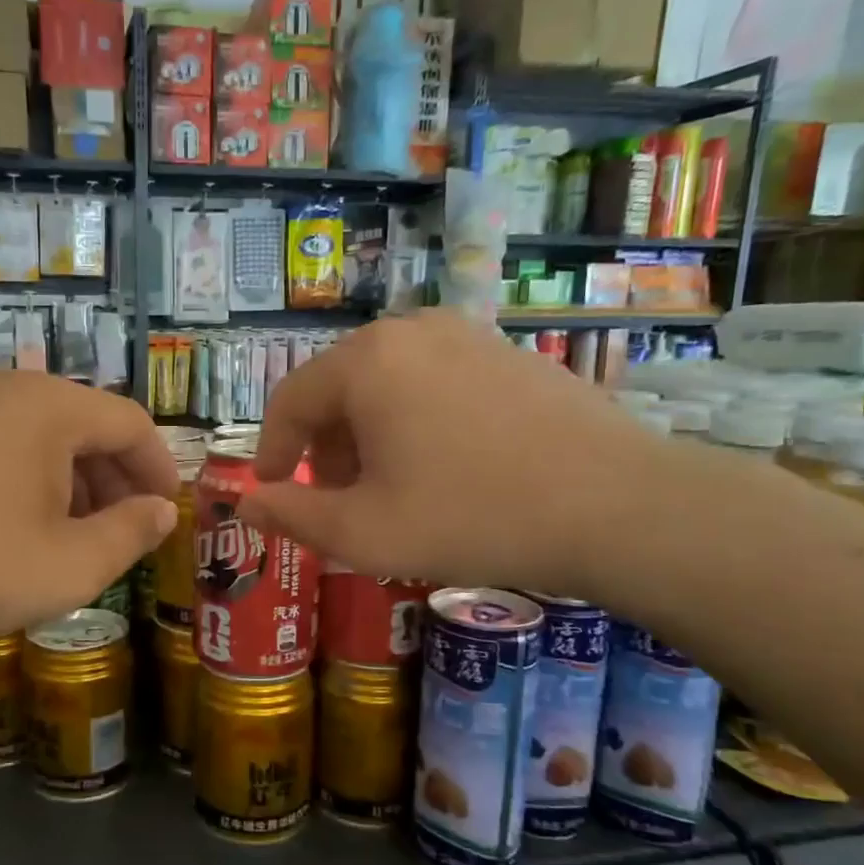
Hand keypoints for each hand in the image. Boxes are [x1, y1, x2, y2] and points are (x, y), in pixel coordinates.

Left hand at [0, 372, 178, 641]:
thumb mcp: (70, 564)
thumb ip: (130, 534)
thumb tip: (161, 512)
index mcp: (52, 407)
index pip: (131, 423)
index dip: (159, 468)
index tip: (168, 511)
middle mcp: (11, 391)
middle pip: (89, 425)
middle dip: (118, 478)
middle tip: (129, 529)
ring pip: (47, 436)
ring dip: (77, 482)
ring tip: (80, 536)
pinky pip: (8, 445)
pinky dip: (35, 480)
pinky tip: (26, 527)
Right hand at [241, 311, 669, 597]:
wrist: (617, 507)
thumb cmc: (471, 518)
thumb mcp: (364, 533)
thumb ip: (293, 515)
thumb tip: (247, 505)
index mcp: (366, 362)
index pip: (289, 400)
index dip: (273, 452)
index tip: (277, 494)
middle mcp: (410, 330)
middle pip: (338, 387)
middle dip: (326, 446)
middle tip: (339, 499)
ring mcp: (466, 335)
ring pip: (387, 384)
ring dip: (370, 435)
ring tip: (392, 487)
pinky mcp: (507, 353)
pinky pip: (435, 382)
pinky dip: (417, 421)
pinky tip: (446, 467)